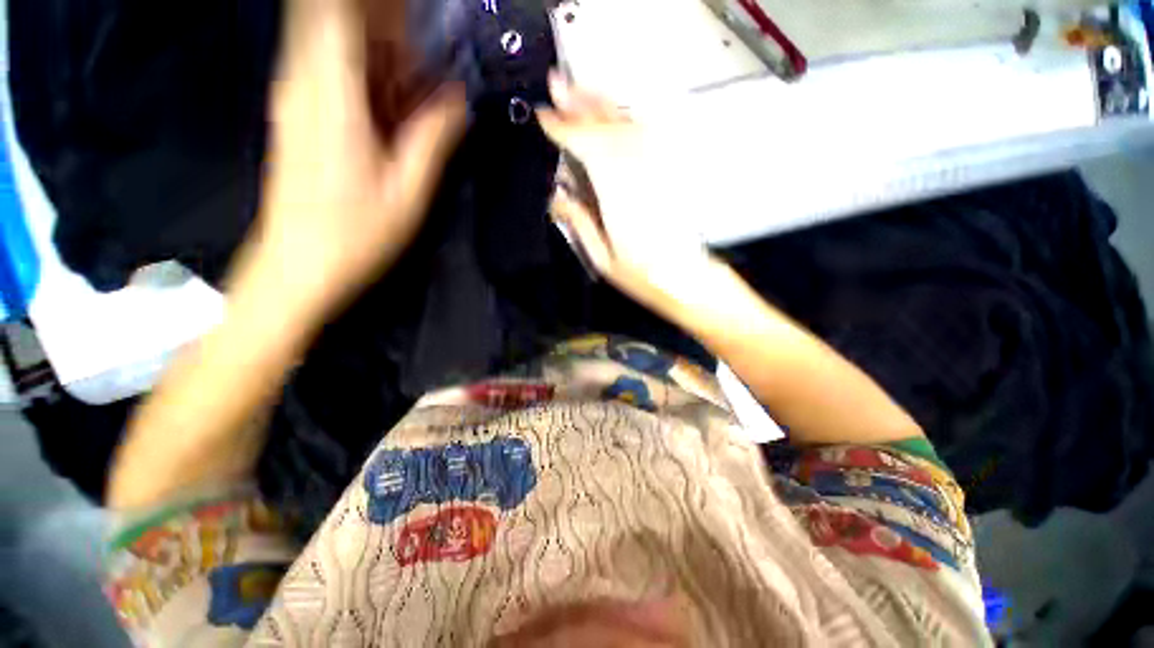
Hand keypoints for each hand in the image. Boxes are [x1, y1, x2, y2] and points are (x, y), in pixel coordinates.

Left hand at [254, 0, 466, 316]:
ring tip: (419, 78)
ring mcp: (296, 97)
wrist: (297, 264)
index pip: (341, 13)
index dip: (380, 5)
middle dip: (387, 23)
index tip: (414, 11)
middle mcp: (305, 84)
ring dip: (380, 49)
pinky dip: (365, 72)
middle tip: (430, 54)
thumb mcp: (408, 192)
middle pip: (338, 21)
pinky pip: (330, 70)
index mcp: (332, 98)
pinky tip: (393, 100)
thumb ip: (433, 139)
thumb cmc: (355, 234)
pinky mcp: (296, 114)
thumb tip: (459, 99)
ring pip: (334, 43)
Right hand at [537, 73, 715, 311]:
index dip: (566, 130)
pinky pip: (648, 138)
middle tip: (558, 86)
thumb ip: (580, 224)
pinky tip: (616, 115)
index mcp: (621, 200)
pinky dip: (628, 120)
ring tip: (581, 90)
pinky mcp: (669, 174)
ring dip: (604, 105)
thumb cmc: (643, 277)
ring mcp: (659, 172)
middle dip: (582, 105)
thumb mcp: (603, 260)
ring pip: (630, 126)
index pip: (590, 150)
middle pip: (610, 129)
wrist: (686, 280)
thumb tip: (557, 197)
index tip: (545, 118)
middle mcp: (641, 177)